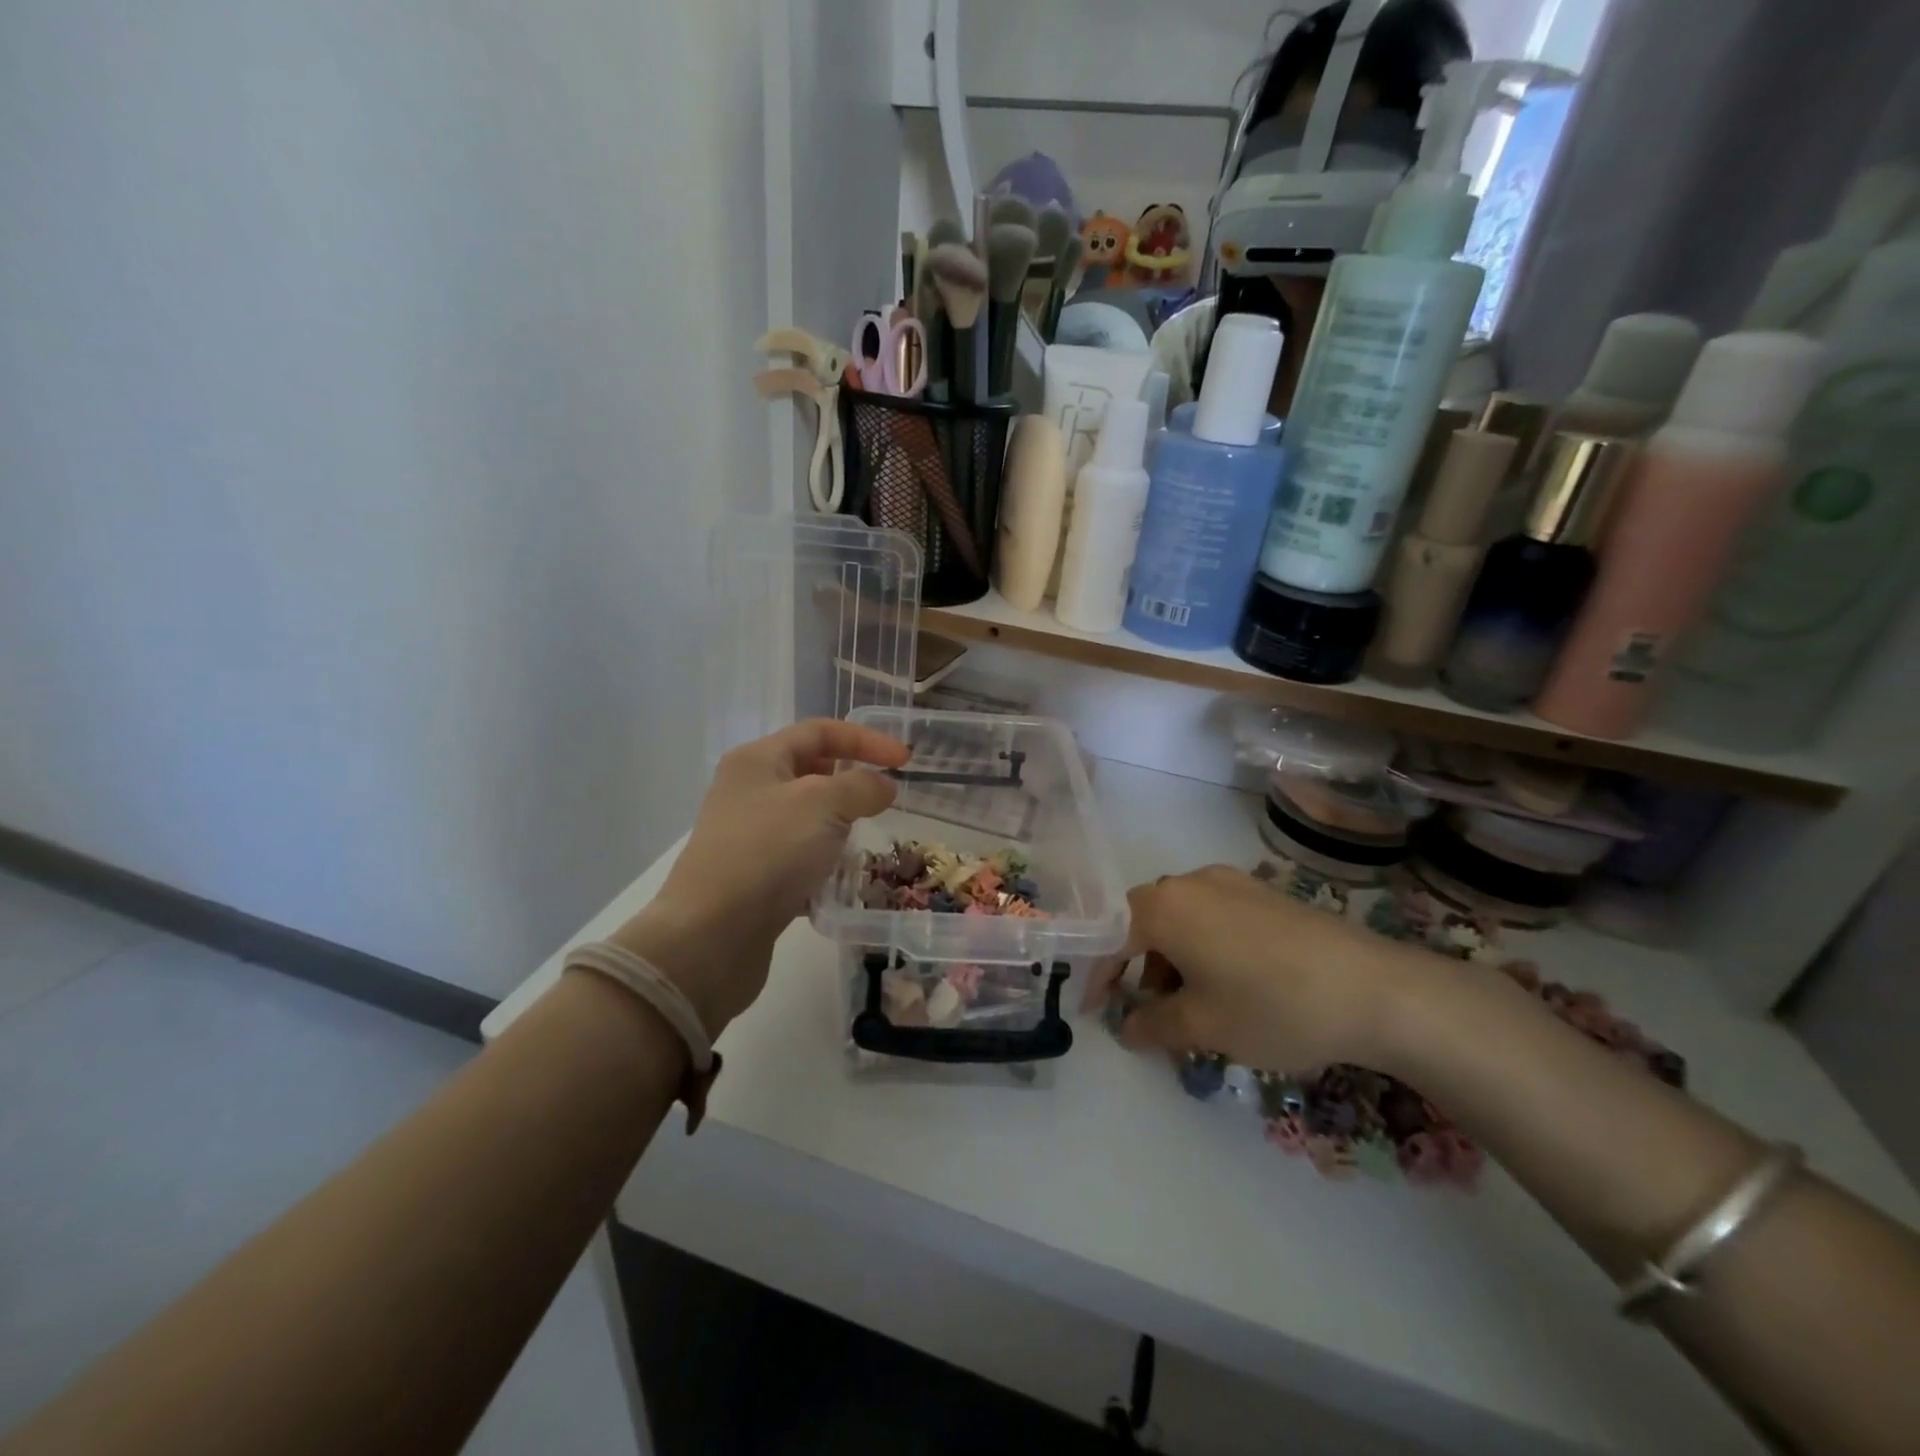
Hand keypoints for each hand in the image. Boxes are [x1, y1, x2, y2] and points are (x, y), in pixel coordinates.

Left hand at [610, 720, 909, 1036]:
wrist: (711, 936)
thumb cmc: (768, 853)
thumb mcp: (823, 805)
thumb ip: (861, 786)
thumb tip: (883, 786)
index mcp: (758, 760)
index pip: (819, 731)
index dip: (865, 740)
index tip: (905, 761)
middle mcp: (748, 790)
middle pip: (811, 771)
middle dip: (851, 782)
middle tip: (884, 801)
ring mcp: (748, 835)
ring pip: (807, 816)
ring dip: (839, 825)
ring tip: (864, 840)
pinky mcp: (753, 875)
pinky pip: (799, 855)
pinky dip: (823, 861)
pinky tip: (839, 879)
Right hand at [1083, 865, 1418, 1072]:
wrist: (1374, 989)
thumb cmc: (1271, 1005)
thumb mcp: (1203, 1026)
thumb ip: (1153, 1026)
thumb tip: (1126, 1029)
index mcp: (1165, 907)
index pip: (1111, 935)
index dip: (1099, 975)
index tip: (1096, 1011)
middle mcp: (1191, 882)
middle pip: (1145, 920)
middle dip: (1137, 966)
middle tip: (1144, 1009)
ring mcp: (1232, 882)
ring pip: (1181, 917)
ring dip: (1171, 957)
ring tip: (1189, 1003)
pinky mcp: (1264, 892)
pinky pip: (1213, 914)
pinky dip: (1202, 946)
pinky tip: (1228, 982)